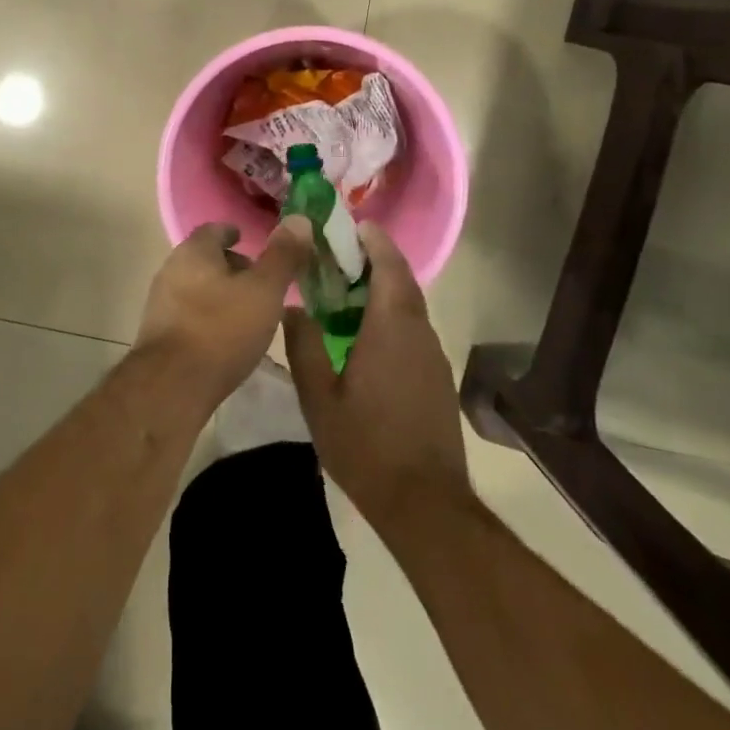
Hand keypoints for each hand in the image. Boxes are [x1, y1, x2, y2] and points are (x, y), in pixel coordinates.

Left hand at [136, 218, 312, 408]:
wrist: (171, 387)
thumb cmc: (222, 330)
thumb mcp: (264, 291)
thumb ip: (283, 256)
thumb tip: (299, 219)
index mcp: (194, 251)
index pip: (215, 230)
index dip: (235, 234)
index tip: (252, 244)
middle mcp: (171, 269)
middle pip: (204, 259)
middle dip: (231, 266)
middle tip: (259, 282)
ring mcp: (160, 303)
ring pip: (196, 287)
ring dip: (219, 294)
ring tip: (248, 312)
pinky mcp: (158, 334)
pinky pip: (188, 314)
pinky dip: (208, 317)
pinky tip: (226, 338)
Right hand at [284, 221, 471, 535]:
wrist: (425, 503)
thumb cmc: (366, 445)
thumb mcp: (319, 396)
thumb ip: (303, 345)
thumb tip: (293, 307)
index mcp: (392, 326)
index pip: (390, 265)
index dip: (374, 240)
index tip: (352, 226)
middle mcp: (419, 332)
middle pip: (402, 281)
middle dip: (375, 261)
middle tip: (338, 257)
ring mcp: (433, 356)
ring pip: (409, 306)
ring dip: (383, 290)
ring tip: (345, 293)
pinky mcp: (436, 378)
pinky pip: (414, 331)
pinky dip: (391, 317)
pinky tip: (365, 337)